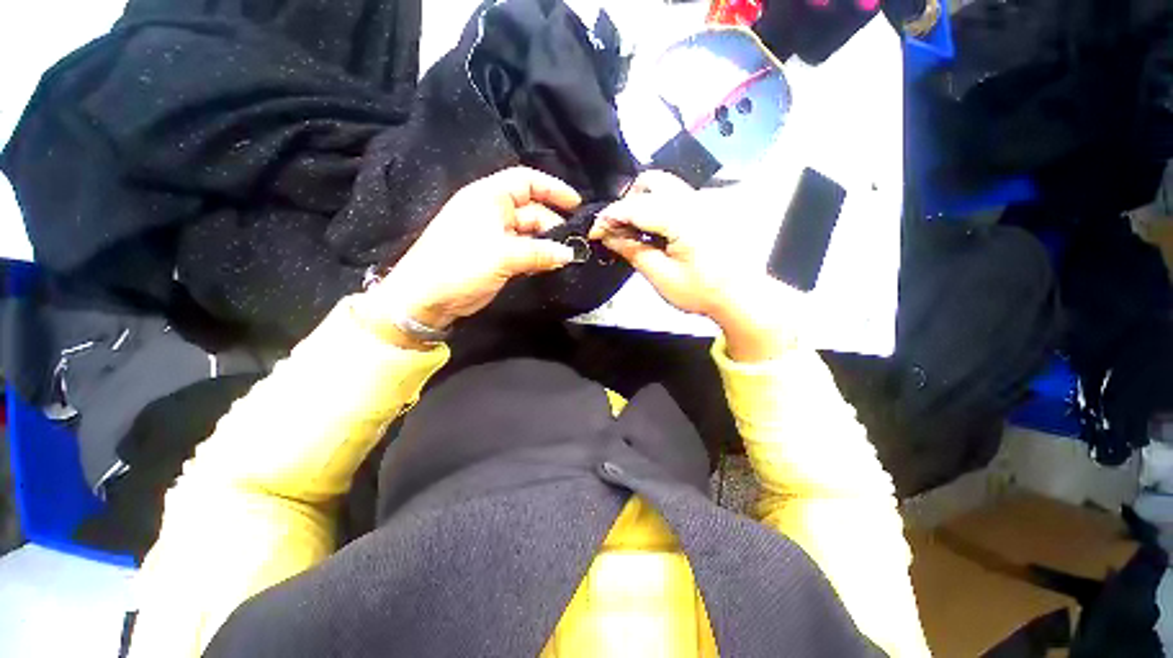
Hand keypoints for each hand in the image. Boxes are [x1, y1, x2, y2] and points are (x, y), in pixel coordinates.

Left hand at [360, 167, 579, 343]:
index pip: (527, 181)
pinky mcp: (496, 257)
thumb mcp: (504, 255)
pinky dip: (537, 257)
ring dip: (547, 244)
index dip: (553, 189)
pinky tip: (550, 266)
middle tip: (573, 244)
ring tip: (565, 258)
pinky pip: (523, 251)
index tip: (576, 205)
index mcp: (489, 197)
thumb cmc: (462, 265)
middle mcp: (493, 211)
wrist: (427, 297)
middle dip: (553, 224)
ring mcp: (494, 236)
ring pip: (529, 233)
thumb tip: (570, 253)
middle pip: (532, 210)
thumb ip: (540, 252)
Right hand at [590, 171, 800, 361]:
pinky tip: (655, 231)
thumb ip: (633, 251)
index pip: (635, 207)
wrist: (741, 295)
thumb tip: (608, 236)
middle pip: (651, 181)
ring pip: (664, 185)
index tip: (594, 233)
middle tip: (619, 228)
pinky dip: (657, 206)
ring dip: (642, 202)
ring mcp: (703, 201)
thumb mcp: (662, 277)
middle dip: (627, 201)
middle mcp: (694, 201)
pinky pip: (675, 196)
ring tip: (635, 230)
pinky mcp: (706, 208)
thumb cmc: (701, 291)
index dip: (609, 217)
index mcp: (682, 219)